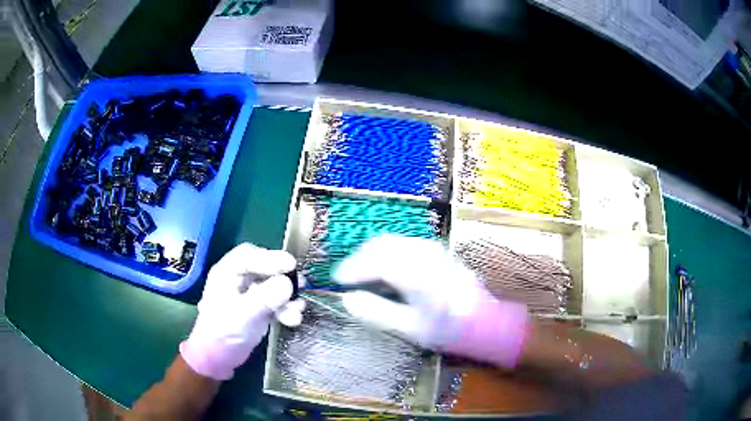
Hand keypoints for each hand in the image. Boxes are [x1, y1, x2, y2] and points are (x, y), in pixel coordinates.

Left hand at [180, 243, 304, 379]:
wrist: (219, 359)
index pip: (249, 256)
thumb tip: (288, 284)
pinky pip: (276, 303)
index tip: (291, 265)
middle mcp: (238, 280)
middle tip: (301, 283)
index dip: (270, 257)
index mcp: (227, 273)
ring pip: (273, 287)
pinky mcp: (258, 309)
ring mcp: (249, 295)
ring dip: (288, 297)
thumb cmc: (223, 333)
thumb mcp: (243, 314)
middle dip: (283, 277)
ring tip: (299, 308)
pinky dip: (286, 309)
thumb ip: (264, 298)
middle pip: (264, 269)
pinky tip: (294, 319)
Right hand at [333, 235, 528, 367]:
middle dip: (359, 258)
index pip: (375, 261)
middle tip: (346, 277)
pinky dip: (386, 252)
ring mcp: (432, 248)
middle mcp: (424, 253)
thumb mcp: (410, 328)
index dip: (352, 269)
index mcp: (417, 274)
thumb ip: (377, 312)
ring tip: (361, 273)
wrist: (484, 320)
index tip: (337, 281)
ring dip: (371, 253)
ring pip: (391, 241)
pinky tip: (383, 268)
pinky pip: (403, 243)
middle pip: (381, 245)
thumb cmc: (448, 329)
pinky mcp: (436, 250)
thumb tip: (347, 299)